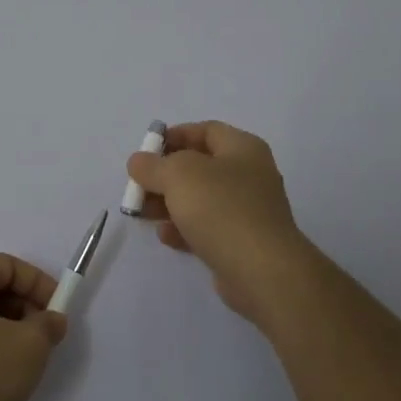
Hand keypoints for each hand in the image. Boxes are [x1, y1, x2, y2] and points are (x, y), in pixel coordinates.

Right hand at [126, 120, 317, 330]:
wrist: (262, 271)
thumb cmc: (221, 208)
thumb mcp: (178, 175)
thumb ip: (153, 165)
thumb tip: (139, 162)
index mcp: (242, 149)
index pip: (206, 130)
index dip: (175, 136)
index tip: (147, 150)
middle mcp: (249, 175)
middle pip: (199, 166)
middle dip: (165, 175)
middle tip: (139, 186)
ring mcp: (247, 211)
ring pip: (200, 199)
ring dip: (169, 204)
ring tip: (142, 214)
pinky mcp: (241, 242)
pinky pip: (207, 228)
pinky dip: (184, 229)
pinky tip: (165, 236)